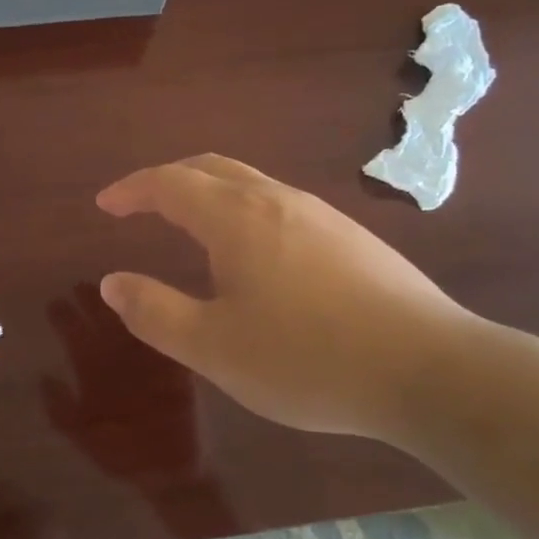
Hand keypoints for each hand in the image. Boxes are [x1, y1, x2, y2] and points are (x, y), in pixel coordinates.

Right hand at [96, 155, 481, 440]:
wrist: (432, 371)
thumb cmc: (308, 358)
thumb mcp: (213, 347)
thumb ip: (154, 311)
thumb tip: (111, 282)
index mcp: (236, 217)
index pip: (170, 182)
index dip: (132, 189)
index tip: (106, 204)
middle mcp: (277, 200)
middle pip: (212, 167)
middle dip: (168, 179)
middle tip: (141, 204)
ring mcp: (321, 215)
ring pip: (251, 183)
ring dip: (209, 193)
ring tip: (191, 226)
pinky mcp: (352, 238)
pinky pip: (280, 205)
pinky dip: (244, 211)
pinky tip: (256, 254)